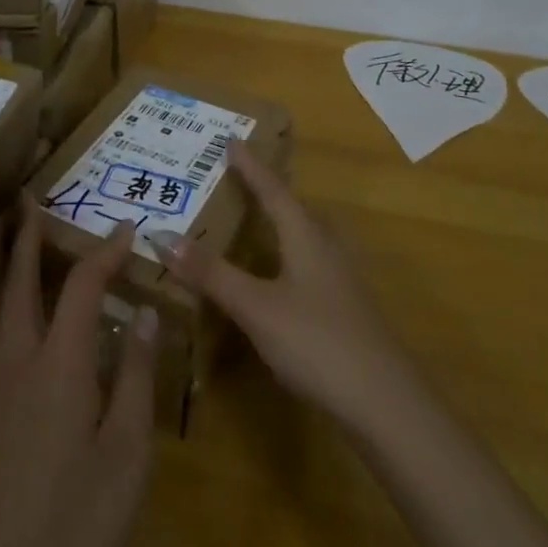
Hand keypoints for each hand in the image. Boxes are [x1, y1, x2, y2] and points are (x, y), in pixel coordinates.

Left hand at [0, 209, 158, 546]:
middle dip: (24, 235)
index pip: (81, 285)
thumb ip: (135, 376)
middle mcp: (15, 358)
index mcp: (59, 363)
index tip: (126, 229)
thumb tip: (142, 311)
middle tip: (25, 198)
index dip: (104, 252)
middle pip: (16, 280)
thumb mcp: (128, 455)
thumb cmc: (77, 525)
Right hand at [150, 142, 417, 436]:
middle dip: (266, 190)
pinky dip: (285, 254)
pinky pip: (308, 263)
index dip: (251, 166)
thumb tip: (161, 234)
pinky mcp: (344, 309)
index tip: (232, 140)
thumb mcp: (256, 307)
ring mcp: (340, 280)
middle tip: (237, 176)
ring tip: (254, 217)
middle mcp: (326, 248)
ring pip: (304, 237)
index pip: (273, 190)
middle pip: (294, 208)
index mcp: (306, 237)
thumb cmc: (317, 343)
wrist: (386, 406)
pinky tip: (276, 275)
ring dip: (278, 221)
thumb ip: (211, 273)